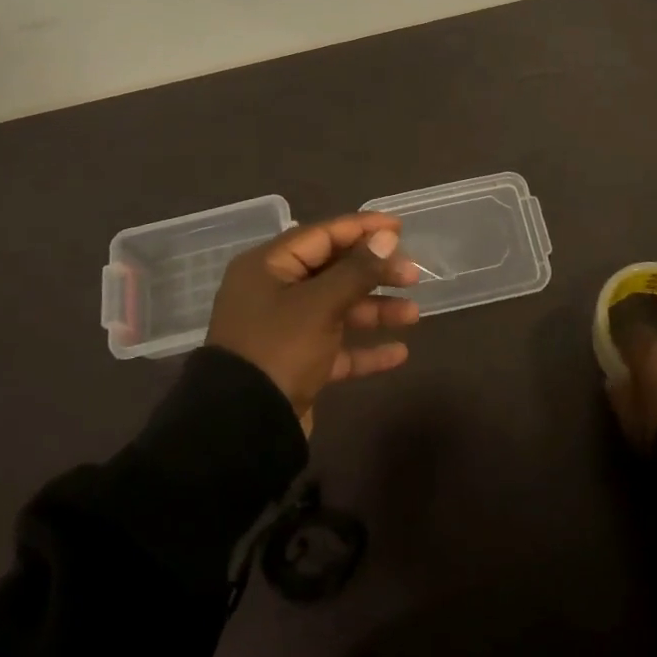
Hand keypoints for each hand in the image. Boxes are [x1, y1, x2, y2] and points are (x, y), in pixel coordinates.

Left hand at [207, 212, 420, 432]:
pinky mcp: (296, 364)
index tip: (399, 227)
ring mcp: (285, 329)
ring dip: (375, 310)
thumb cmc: (279, 349)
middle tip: (413, 276)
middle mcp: (275, 291)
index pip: (323, 235)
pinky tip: (399, 354)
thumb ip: (357, 270)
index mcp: (269, 266)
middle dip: (375, 273)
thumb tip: (387, 236)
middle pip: (333, 271)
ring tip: (413, 314)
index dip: (362, 229)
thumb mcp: (321, 304)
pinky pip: (335, 348)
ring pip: (338, 309)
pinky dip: (364, 349)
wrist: (242, 429)